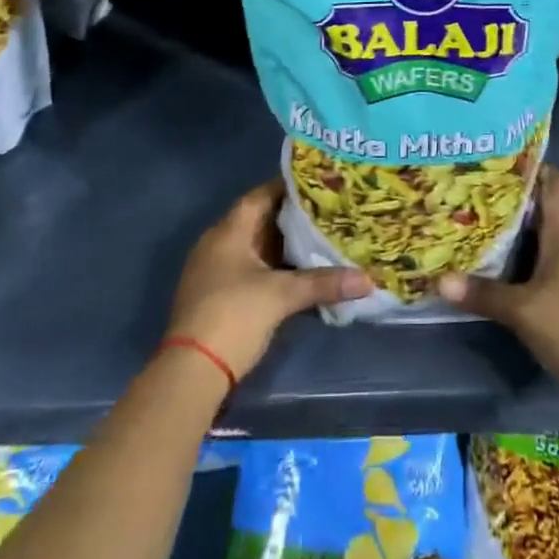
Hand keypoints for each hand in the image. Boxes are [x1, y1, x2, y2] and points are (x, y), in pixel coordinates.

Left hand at [166, 179, 372, 380]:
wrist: (191, 373)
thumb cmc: (234, 316)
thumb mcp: (282, 296)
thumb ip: (323, 283)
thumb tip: (367, 280)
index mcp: (229, 231)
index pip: (261, 195)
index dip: (289, 187)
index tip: (319, 184)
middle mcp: (219, 243)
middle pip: (260, 220)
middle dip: (292, 217)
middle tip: (327, 212)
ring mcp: (216, 271)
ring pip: (257, 247)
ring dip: (284, 245)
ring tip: (320, 238)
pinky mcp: (218, 296)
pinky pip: (251, 269)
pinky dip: (275, 267)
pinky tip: (300, 273)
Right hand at [438, 166, 558, 397]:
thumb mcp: (523, 311)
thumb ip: (483, 294)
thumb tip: (439, 279)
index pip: (557, 183)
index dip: (533, 166)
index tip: (500, 160)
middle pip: (546, 204)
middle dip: (514, 195)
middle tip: (475, 188)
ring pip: (545, 230)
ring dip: (518, 223)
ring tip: (479, 217)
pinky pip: (546, 253)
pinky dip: (525, 248)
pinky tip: (500, 256)